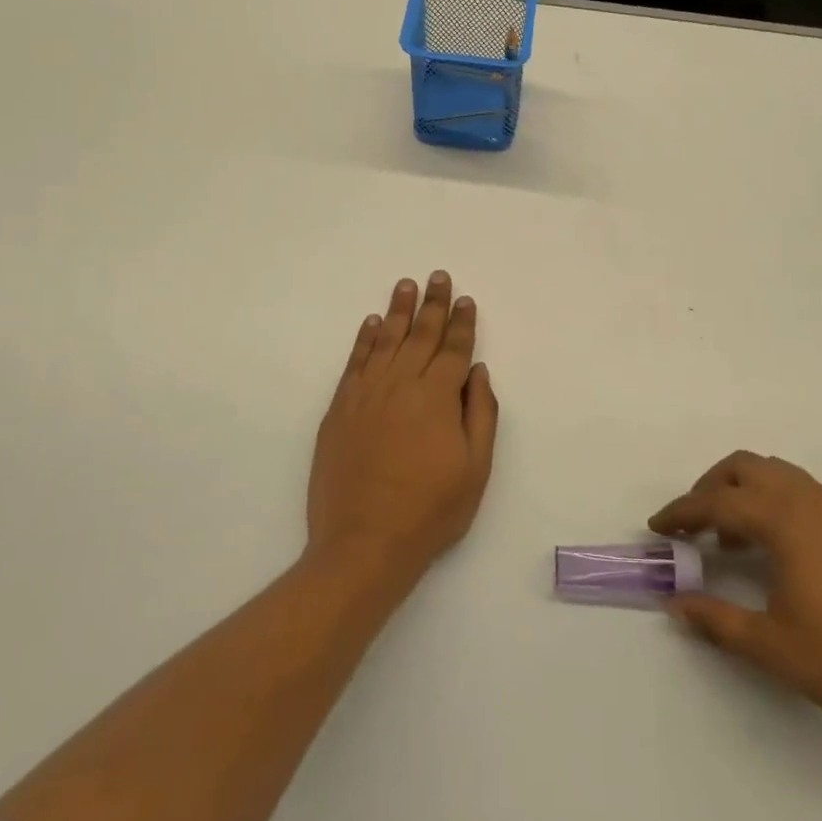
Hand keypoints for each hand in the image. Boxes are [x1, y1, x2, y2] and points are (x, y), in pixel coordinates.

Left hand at [307, 273, 499, 582]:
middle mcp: (401, 385)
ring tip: (406, 285)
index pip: (453, 348)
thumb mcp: (476, 468)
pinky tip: (372, 323)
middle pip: (420, 335)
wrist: (364, 544)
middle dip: (433, 303)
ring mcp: (366, 394)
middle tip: (438, 276)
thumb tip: (476, 370)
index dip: (462, 322)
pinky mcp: (340, 409)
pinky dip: (365, 339)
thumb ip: (480, 413)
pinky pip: (355, 362)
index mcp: (437, 397)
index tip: (465, 300)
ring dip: (399, 310)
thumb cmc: (430, 511)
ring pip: (386, 340)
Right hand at [650, 452, 821, 741]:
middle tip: (693, 524)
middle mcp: (806, 499)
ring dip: (743, 490)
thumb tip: (675, 603)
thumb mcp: (771, 646)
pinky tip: (776, 546)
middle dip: (709, 486)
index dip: (681, 512)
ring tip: (733, 536)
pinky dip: (772, 499)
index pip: (716, 502)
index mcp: (782, 520)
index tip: (657, 527)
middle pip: (743, 467)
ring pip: (774, 472)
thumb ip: (717, 620)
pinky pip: (799, 488)